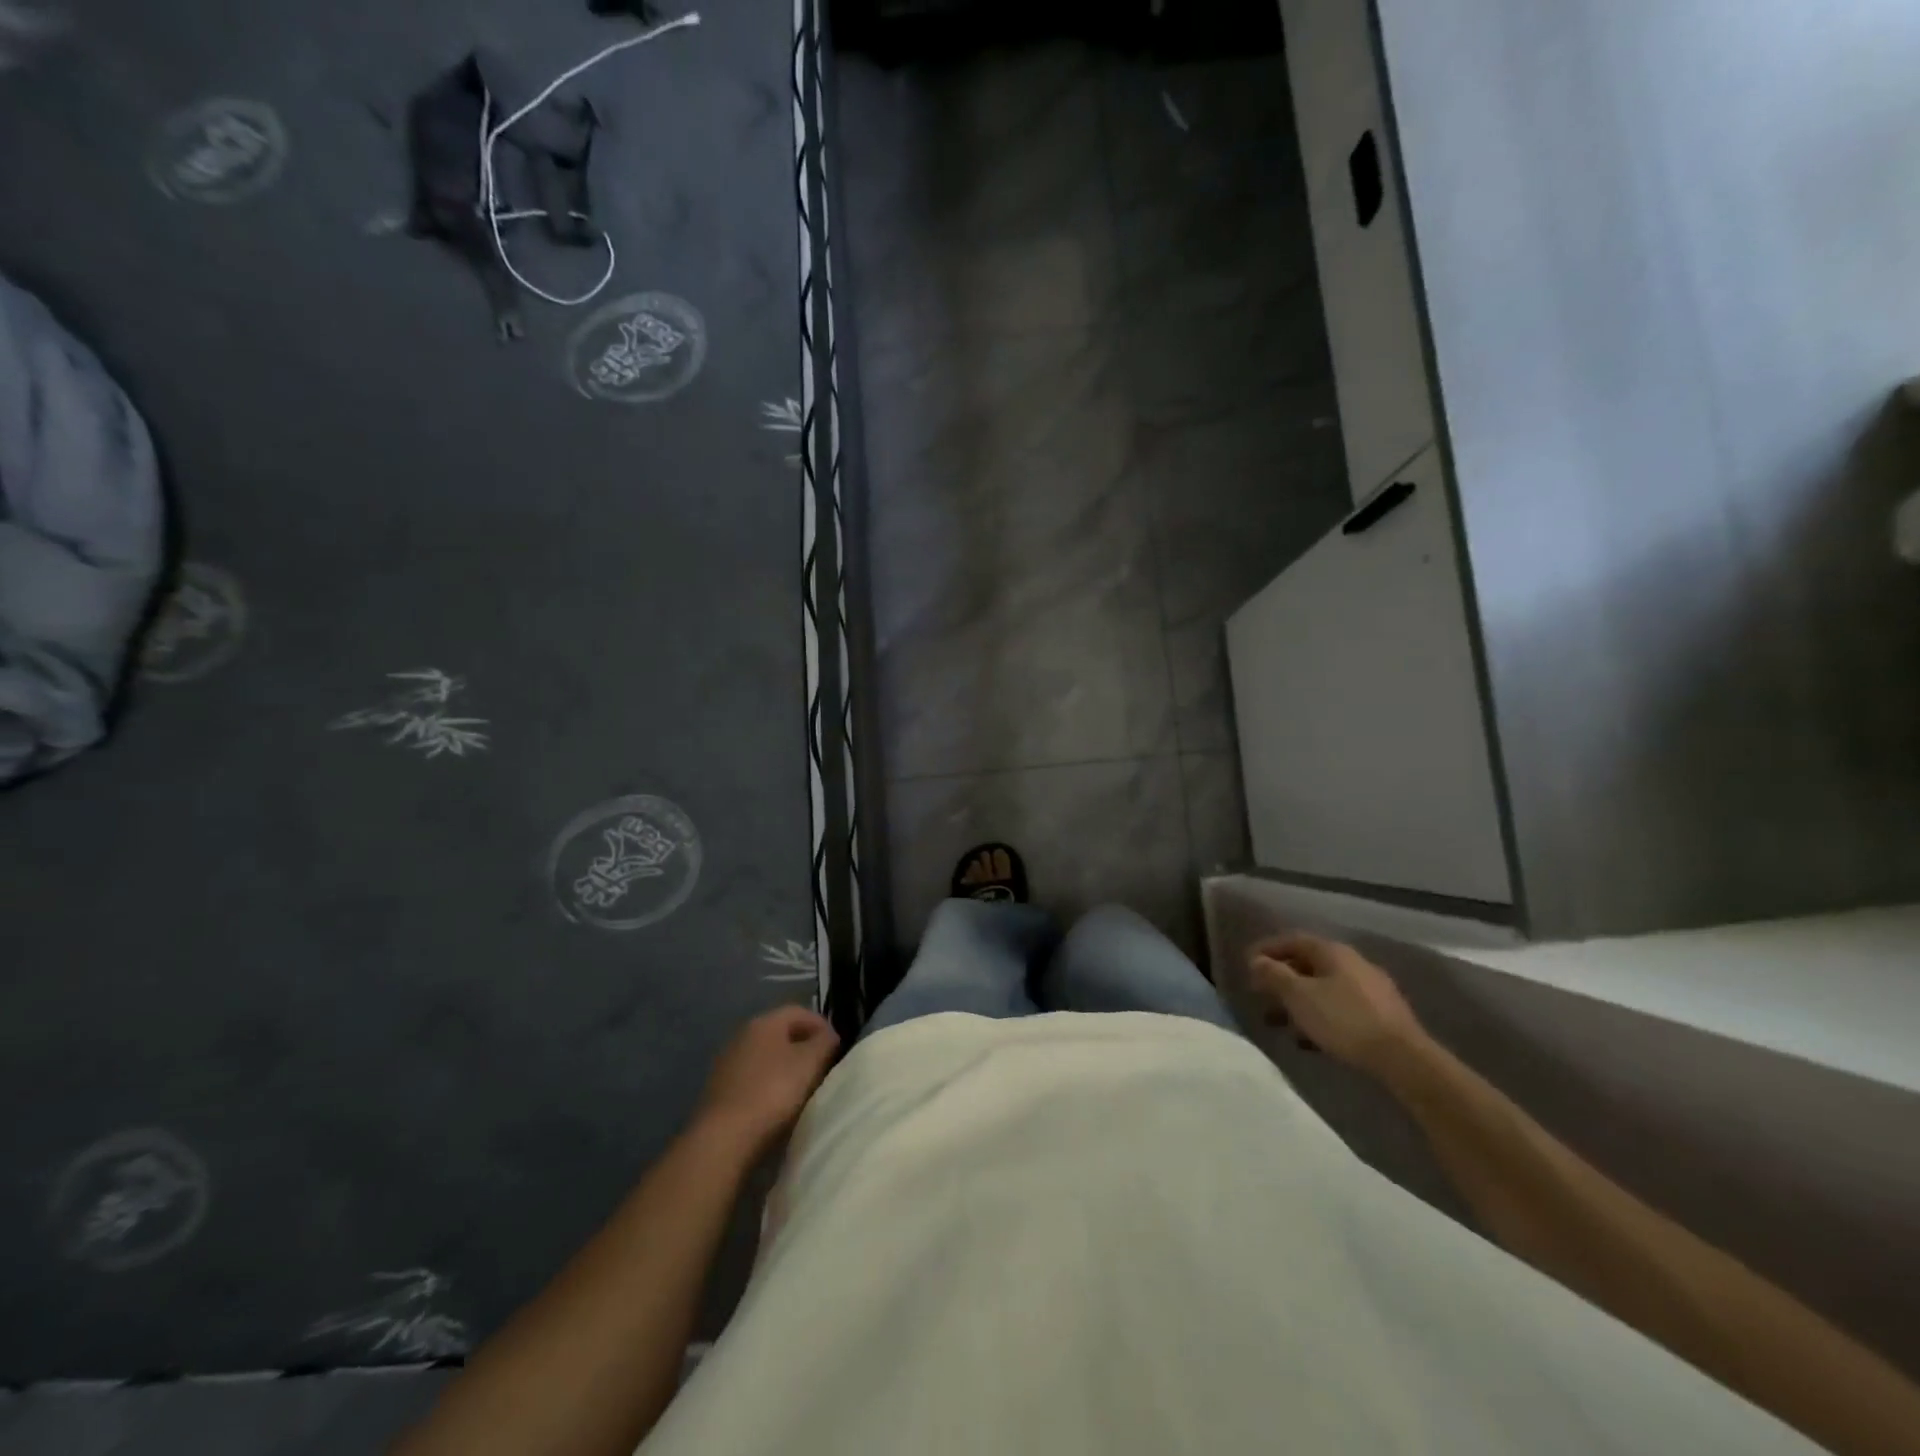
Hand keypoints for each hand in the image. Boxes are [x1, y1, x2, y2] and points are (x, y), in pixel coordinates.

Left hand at [696, 1006, 840, 1154]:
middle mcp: (743, 1035)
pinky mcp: (720, 1090)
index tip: (837, 1048)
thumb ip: (825, 1043)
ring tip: (804, 1088)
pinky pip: (754, 1078)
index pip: (800, 1012)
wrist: (724, 1138)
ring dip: (787, 1067)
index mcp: (764, 1022)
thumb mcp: (810, 1063)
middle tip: (823, 1067)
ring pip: (767, 1056)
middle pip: (782, 1033)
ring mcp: (728, 1063)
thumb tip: (829, 1036)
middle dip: (805, 1047)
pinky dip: (769, 1084)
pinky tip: (778, 1104)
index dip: (822, 1025)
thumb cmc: (773, 1092)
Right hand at [1248, 934, 1429, 1081]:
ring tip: (1278, 1022)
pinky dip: (1318, 1017)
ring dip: (1297, 1002)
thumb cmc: (1343, 1019)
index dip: (1268, 949)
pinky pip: (1339, 1008)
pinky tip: (1308, 1039)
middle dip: (1281, 979)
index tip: (1247, 963)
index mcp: (1333, 952)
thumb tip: (1256, 960)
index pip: (1294, 940)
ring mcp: (1370, 990)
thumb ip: (1274, 975)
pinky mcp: (1381, 1016)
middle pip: (1308, 964)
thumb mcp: (1299, 996)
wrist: (1403, 1059)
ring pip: (1323, 989)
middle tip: (1259, 994)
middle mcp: (1353, 964)